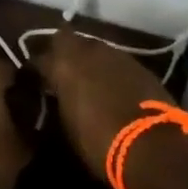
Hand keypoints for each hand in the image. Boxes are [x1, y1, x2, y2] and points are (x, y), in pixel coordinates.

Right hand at [33, 31, 187, 188]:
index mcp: (63, 64)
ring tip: (85, 80)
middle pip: (66, 41)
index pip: (38, 58)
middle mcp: (88, 50)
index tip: (33, 82)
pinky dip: (109, 70)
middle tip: (59, 73)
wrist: (154, 147)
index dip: (35, 71)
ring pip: (92, 48)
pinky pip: (115, 61)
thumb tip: (55, 99)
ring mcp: (116, 54)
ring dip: (86, 60)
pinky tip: (110, 87)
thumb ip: (58, 104)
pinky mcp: (139, 65)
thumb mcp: (67, 128)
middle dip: (60, 54)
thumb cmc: (100, 143)